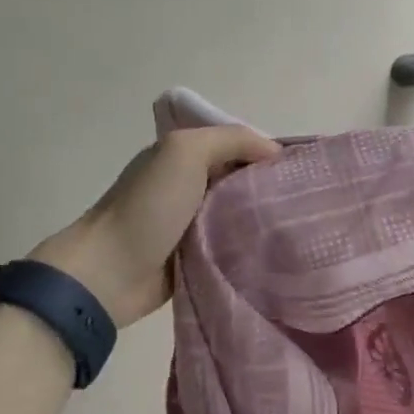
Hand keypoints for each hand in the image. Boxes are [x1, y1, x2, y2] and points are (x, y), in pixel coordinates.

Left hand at [29, 125, 280, 327]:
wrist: (109, 274)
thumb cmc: (148, 207)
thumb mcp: (186, 152)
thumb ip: (232, 139)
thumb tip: (274, 152)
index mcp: (183, 155)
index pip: (236, 144)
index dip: (266, 151)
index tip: (299, 169)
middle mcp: (189, 184)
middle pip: (241, 179)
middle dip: (270, 186)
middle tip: (305, 200)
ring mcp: (192, 222)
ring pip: (240, 213)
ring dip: (263, 218)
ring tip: (299, 226)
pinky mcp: (197, 256)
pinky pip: (232, 244)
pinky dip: (250, 245)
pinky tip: (277, 249)